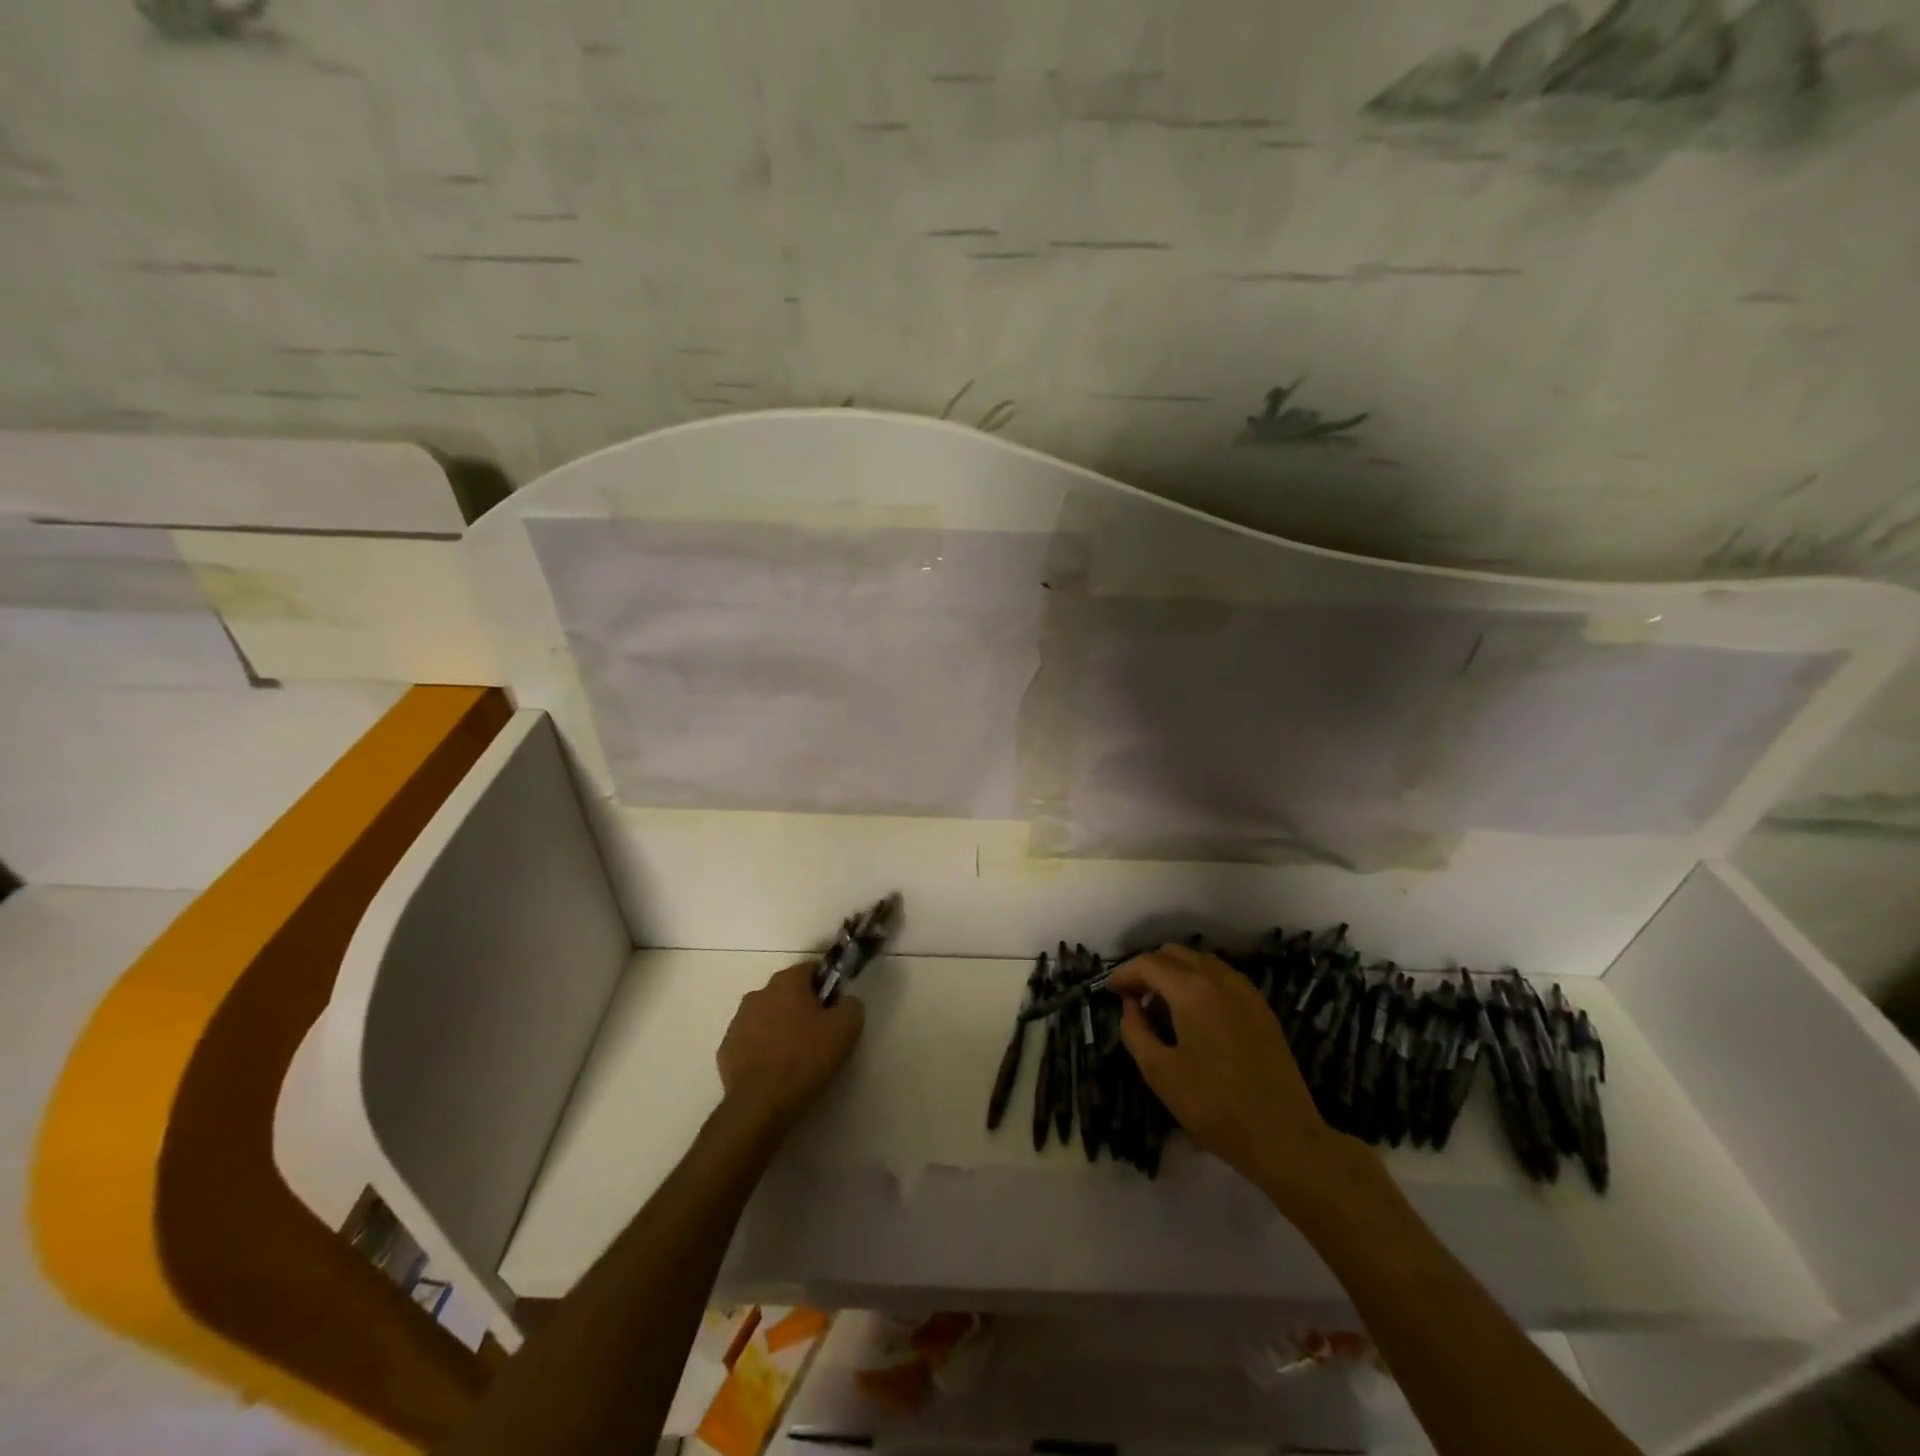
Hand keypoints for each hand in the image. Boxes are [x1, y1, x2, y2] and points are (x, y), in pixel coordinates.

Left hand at [717, 962, 864, 1135]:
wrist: (760, 1104)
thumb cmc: (805, 1059)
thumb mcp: (846, 1029)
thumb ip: (851, 1005)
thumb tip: (845, 1001)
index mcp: (787, 982)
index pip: (811, 969)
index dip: (826, 986)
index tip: (834, 1008)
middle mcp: (758, 993)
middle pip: (787, 992)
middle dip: (802, 1005)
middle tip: (818, 1033)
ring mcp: (737, 1021)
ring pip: (766, 1016)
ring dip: (779, 1026)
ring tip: (795, 1055)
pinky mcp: (726, 1049)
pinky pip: (750, 1041)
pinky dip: (761, 1049)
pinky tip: (773, 1070)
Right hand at [1108, 944, 1373, 1210]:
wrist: (1284, 1137)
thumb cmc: (1214, 1106)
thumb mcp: (1160, 1072)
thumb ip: (1135, 1031)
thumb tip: (1131, 1006)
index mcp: (1191, 989)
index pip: (1147, 964)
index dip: (1123, 974)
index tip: (1109, 992)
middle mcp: (1219, 978)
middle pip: (1174, 954)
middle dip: (1148, 970)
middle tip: (1133, 999)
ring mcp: (1245, 991)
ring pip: (1200, 962)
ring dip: (1175, 974)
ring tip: (1162, 1008)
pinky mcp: (1261, 1008)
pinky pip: (1221, 978)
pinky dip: (1200, 983)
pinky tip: (1194, 1016)